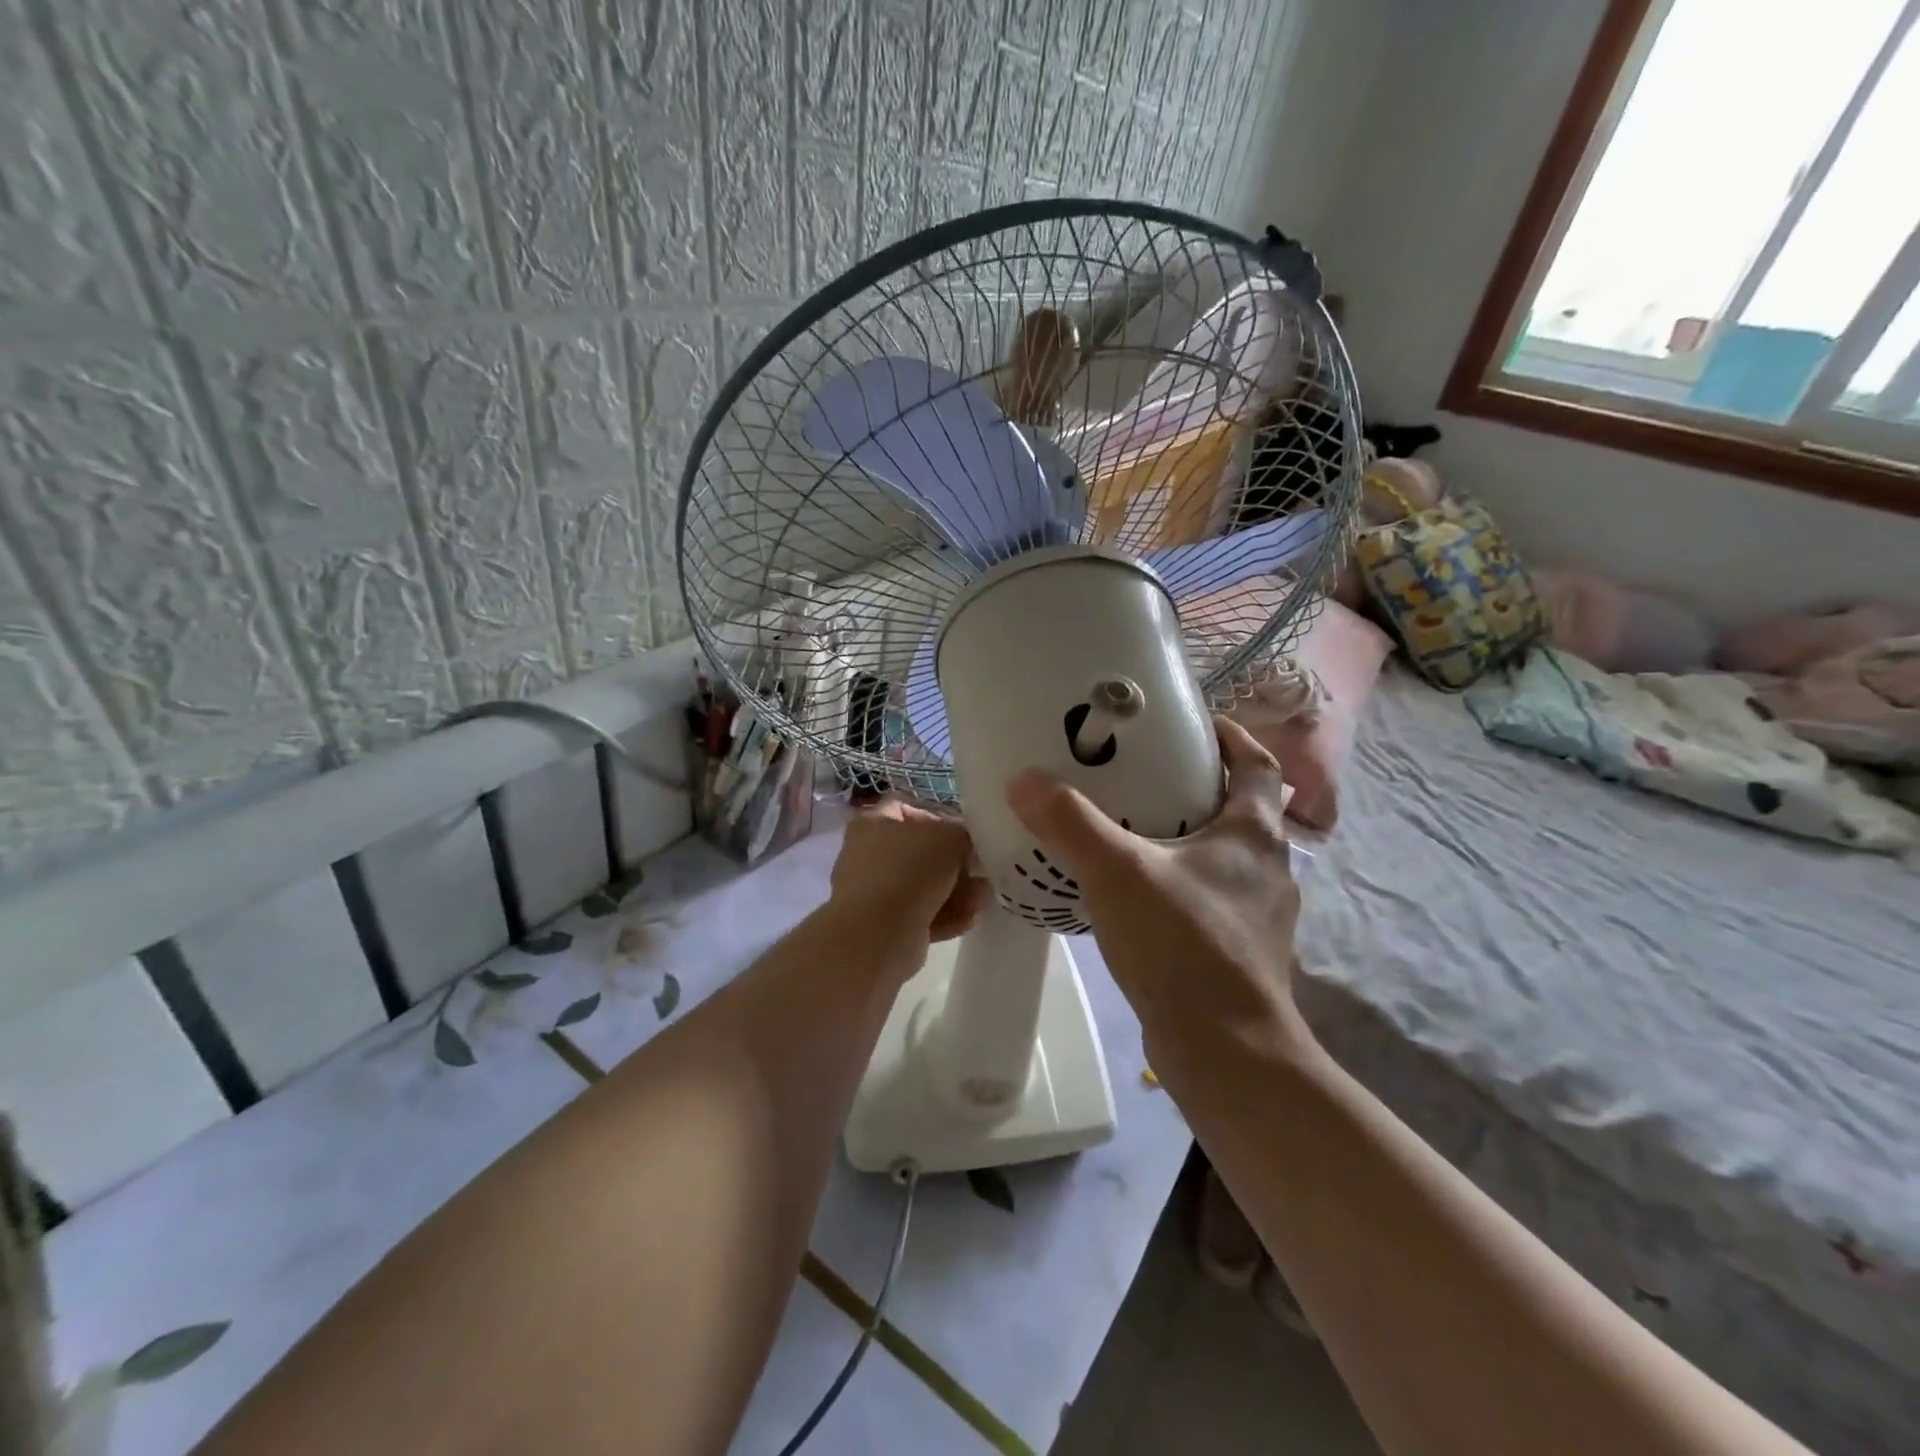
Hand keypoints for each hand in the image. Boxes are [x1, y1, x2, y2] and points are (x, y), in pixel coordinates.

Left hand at [828, 799, 988, 953]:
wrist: (877, 936)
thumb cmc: (909, 872)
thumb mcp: (949, 838)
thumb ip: (966, 833)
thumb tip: (971, 844)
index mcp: (875, 822)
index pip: (912, 809)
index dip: (944, 818)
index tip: (969, 833)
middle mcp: (870, 854)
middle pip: (925, 851)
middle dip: (958, 864)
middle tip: (982, 870)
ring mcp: (877, 891)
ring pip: (927, 885)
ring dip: (958, 892)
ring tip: (979, 898)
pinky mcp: (887, 925)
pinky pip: (924, 913)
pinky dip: (946, 915)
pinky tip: (968, 919)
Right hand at [1004, 718, 1310, 1071]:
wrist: (1227, 1052)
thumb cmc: (1184, 945)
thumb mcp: (1118, 873)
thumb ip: (1071, 823)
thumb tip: (1024, 779)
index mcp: (1253, 833)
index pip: (1256, 762)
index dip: (1229, 735)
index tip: (1190, 723)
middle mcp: (1268, 866)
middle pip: (1240, 807)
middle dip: (1197, 785)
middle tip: (1142, 773)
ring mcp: (1259, 913)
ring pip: (1225, 856)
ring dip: (1188, 837)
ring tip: (1133, 830)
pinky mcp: (1241, 950)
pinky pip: (1210, 897)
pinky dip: (1180, 883)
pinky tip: (1139, 896)